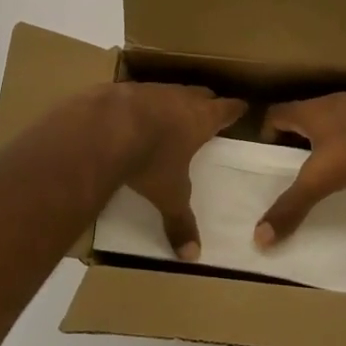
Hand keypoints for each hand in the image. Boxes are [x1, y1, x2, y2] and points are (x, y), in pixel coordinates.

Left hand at [114, 84, 246, 259]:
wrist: (104, 128)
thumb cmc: (150, 160)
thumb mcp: (168, 195)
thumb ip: (180, 222)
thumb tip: (192, 256)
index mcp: (201, 119)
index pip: (227, 109)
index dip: (235, 110)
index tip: (241, 108)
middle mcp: (180, 98)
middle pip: (201, 93)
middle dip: (206, 102)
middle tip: (208, 111)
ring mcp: (151, 89)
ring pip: (169, 91)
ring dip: (171, 101)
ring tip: (167, 116)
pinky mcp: (122, 89)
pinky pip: (137, 94)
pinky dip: (138, 104)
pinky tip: (129, 118)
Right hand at [255, 88, 345, 245]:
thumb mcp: (321, 179)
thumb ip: (292, 206)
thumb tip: (259, 237)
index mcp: (309, 112)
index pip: (276, 113)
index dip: (267, 132)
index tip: (267, 155)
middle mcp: (331, 103)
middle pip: (304, 116)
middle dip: (297, 139)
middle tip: (293, 166)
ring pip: (334, 121)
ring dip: (327, 139)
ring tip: (327, 166)